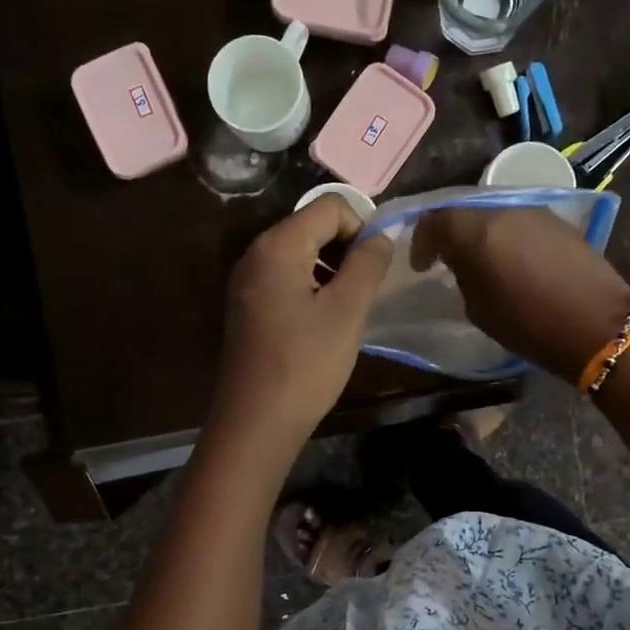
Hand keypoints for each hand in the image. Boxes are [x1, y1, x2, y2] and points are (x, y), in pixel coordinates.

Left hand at [211, 195, 395, 444]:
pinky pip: (287, 279)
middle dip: (347, 248)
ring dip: (332, 270)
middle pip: (312, 225)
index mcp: (278, 245)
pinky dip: (312, 287)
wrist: (256, 422)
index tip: (378, 268)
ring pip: (301, 254)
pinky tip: (325, 322)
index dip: (362, 227)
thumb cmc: (306, 364)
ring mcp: (247, 282)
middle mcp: (256, 254)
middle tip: (367, 289)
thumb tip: (382, 234)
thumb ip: (368, 263)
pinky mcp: (248, 307)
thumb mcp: (347, 310)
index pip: (331, 206)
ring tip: (350, 308)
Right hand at [411, 207, 629, 382]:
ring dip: (481, 234)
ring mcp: (535, 212)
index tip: (421, 265)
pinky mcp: (559, 222)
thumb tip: (464, 265)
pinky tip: (512, 260)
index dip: (421, 241)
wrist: (597, 323)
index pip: (434, 220)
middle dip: (451, 234)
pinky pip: (520, 222)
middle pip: (465, 211)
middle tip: (447, 259)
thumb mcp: (479, 308)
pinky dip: (507, 236)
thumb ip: (463, 276)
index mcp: (475, 231)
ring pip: (494, 214)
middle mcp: (503, 210)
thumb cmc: (529, 324)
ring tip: (481, 261)